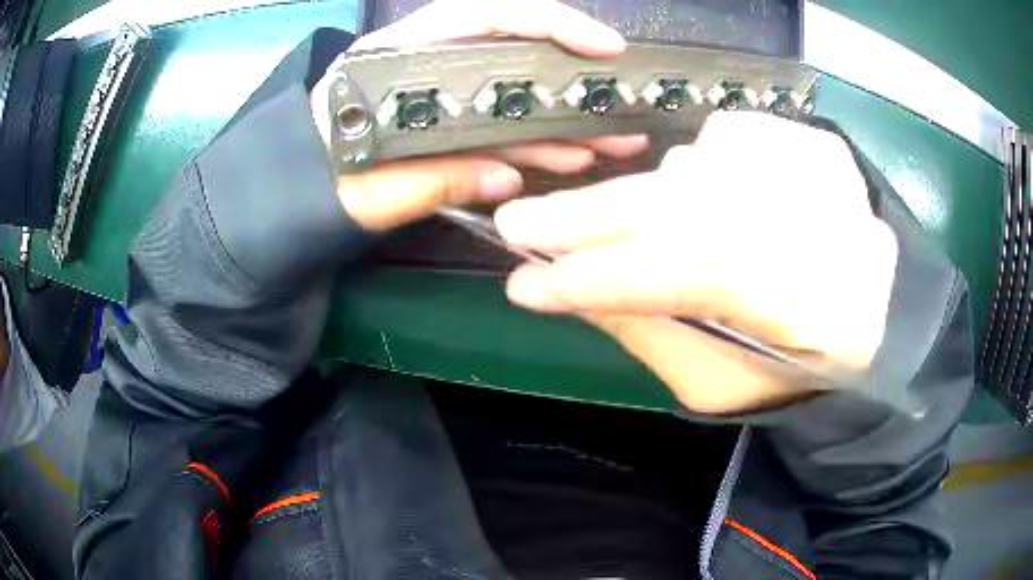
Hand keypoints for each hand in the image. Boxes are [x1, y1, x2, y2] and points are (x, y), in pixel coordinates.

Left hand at [315, 0, 647, 230]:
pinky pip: (503, 124)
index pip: (487, 15)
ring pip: (516, 92)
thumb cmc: (319, 181)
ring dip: (567, 116)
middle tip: (621, 99)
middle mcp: (429, 61)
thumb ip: (434, 178)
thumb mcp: (372, 184)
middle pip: (515, 50)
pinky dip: (538, 141)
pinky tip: (572, 157)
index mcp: (401, 55)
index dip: (551, 23)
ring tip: (613, 141)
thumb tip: (507, 180)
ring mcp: (444, 93)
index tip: (603, 47)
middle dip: (574, 75)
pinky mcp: (451, 123)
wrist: (295, 194)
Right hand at [495, 112, 898, 413]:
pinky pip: (727, 141)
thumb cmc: (798, 363)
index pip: (668, 277)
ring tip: (600, 223)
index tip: (522, 287)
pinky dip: (700, 167)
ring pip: (691, 169)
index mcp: (791, 301)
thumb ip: (650, 333)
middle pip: (672, 208)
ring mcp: (811, 168)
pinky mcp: (812, 142)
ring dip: (638, 202)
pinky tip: (706, 195)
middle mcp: (804, 218)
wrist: (875, 313)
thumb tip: (575, 289)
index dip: (589, 279)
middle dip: (582, 218)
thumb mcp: (720, 381)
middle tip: (516, 223)